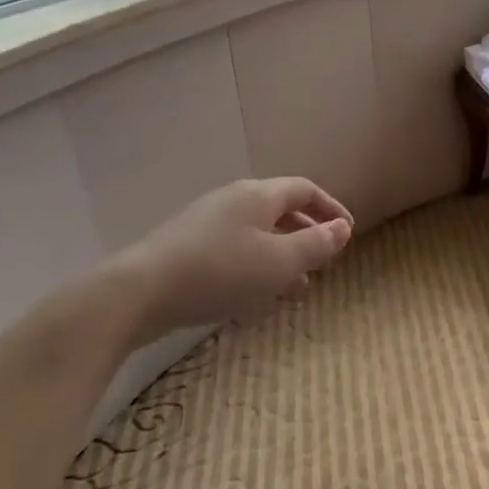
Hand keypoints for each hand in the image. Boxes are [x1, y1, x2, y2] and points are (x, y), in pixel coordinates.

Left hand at [116, 177, 352, 336]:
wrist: (140, 292)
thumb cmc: (220, 271)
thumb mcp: (279, 261)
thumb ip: (315, 244)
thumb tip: (342, 228)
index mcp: (258, 195)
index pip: (305, 189)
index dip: (331, 208)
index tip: (348, 232)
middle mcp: (234, 201)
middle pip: (280, 210)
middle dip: (306, 236)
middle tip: (323, 264)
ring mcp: (207, 223)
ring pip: (258, 235)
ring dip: (282, 258)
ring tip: (295, 290)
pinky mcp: (188, 248)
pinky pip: (235, 251)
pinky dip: (256, 268)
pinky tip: (254, 298)